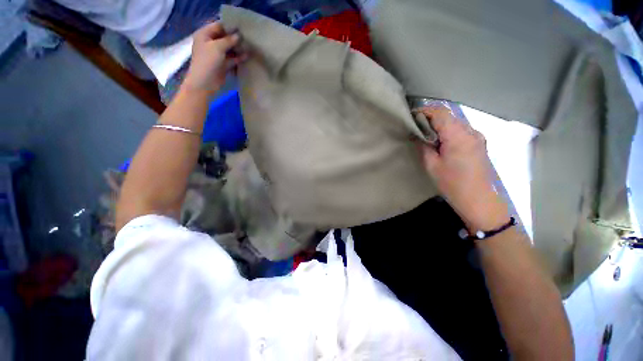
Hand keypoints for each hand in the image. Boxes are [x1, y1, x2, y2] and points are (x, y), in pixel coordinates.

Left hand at [183, 22, 244, 96]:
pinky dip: (238, 58)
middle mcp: (210, 43)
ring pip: (229, 49)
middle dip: (235, 38)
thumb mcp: (217, 47)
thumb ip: (229, 40)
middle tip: (248, 37)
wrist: (205, 82)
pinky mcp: (223, 64)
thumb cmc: (207, 61)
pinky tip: (247, 56)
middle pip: (225, 38)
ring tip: (249, 46)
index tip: (242, 27)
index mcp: (205, 35)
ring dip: (238, 48)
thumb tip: (239, 35)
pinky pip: (232, 59)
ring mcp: (217, 54)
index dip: (229, 27)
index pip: (218, 26)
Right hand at [419, 105, 509, 231]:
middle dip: (430, 117)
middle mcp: (471, 131)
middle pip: (449, 115)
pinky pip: (461, 130)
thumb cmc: (453, 184)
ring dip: (439, 124)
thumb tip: (417, 135)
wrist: (479, 200)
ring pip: (455, 122)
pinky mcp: (479, 143)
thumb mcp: (432, 165)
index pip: (441, 113)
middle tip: (415, 126)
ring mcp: (477, 136)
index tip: (411, 116)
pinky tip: (439, 140)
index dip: (425, 111)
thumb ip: (424, 146)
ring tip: (425, 133)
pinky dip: (448, 130)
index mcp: (458, 136)